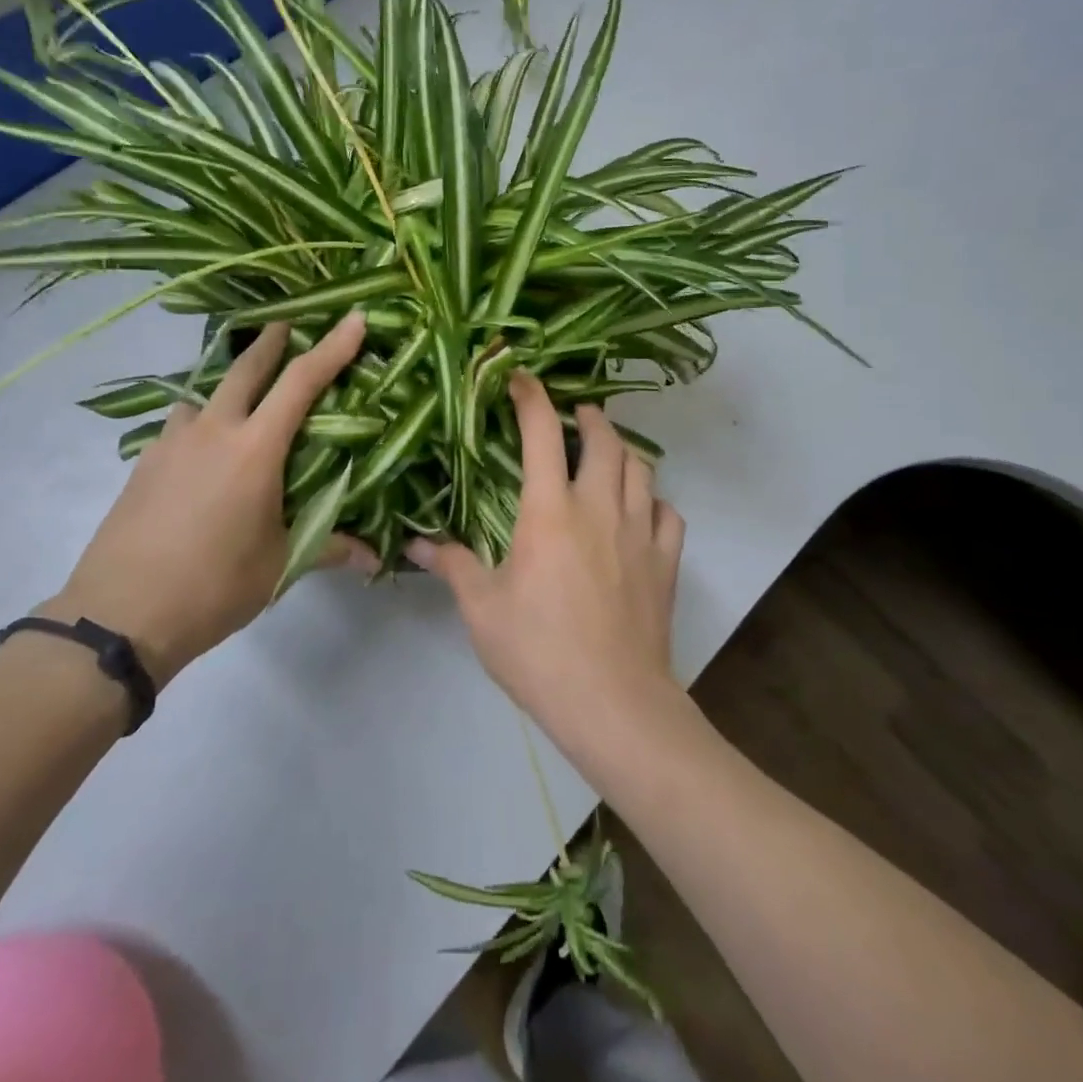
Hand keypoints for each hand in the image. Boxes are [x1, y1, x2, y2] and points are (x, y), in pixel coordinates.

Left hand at [45, 314, 377, 681]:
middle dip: (271, 341)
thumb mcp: (279, 566)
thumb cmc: (213, 586)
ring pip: (206, 394)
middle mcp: (212, 432)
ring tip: (243, 399)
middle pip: (245, 368)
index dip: (331, 347)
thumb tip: (373, 557)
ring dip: (229, 384)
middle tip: (288, 323)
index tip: (353, 318)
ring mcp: (172, 443)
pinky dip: (201, 422)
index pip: (301, 383)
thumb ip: (329, 549)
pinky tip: (204, 452)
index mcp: (254, 449)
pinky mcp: (144, 463)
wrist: (118, 616)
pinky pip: (181, 426)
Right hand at [406, 372, 685, 747]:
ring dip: (623, 451)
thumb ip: (451, 565)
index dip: (532, 397)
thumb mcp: (482, 609)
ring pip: (641, 469)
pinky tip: (641, 511)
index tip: (522, 378)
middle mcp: (599, 507)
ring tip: (607, 454)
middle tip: (575, 416)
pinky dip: (653, 501)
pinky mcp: (666, 561)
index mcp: (550, 511)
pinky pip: (667, 513)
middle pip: (605, 440)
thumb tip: (415, 541)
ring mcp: (640, 532)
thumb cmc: (538, 651)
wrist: (613, 703)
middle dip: (590, 417)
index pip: (543, 434)